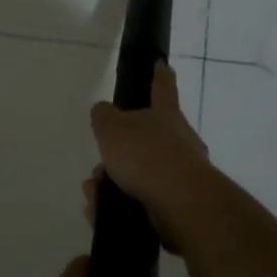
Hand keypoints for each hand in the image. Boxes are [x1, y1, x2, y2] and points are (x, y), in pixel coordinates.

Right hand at [88, 63, 211, 246]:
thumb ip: (103, 116)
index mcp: (165, 115)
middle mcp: (177, 141)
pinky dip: (116, 206)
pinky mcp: (175, 206)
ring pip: (135, 174)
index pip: (162, 87)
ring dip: (109, 183)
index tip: (160, 64)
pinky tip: (100, 212)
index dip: (159, 74)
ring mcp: (178, 174)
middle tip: (99, 167)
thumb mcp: (111, 127)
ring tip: (95, 194)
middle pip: (142, 139)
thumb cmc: (146, 155)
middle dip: (117, 153)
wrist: (181, 204)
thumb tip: (104, 113)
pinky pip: (137, 202)